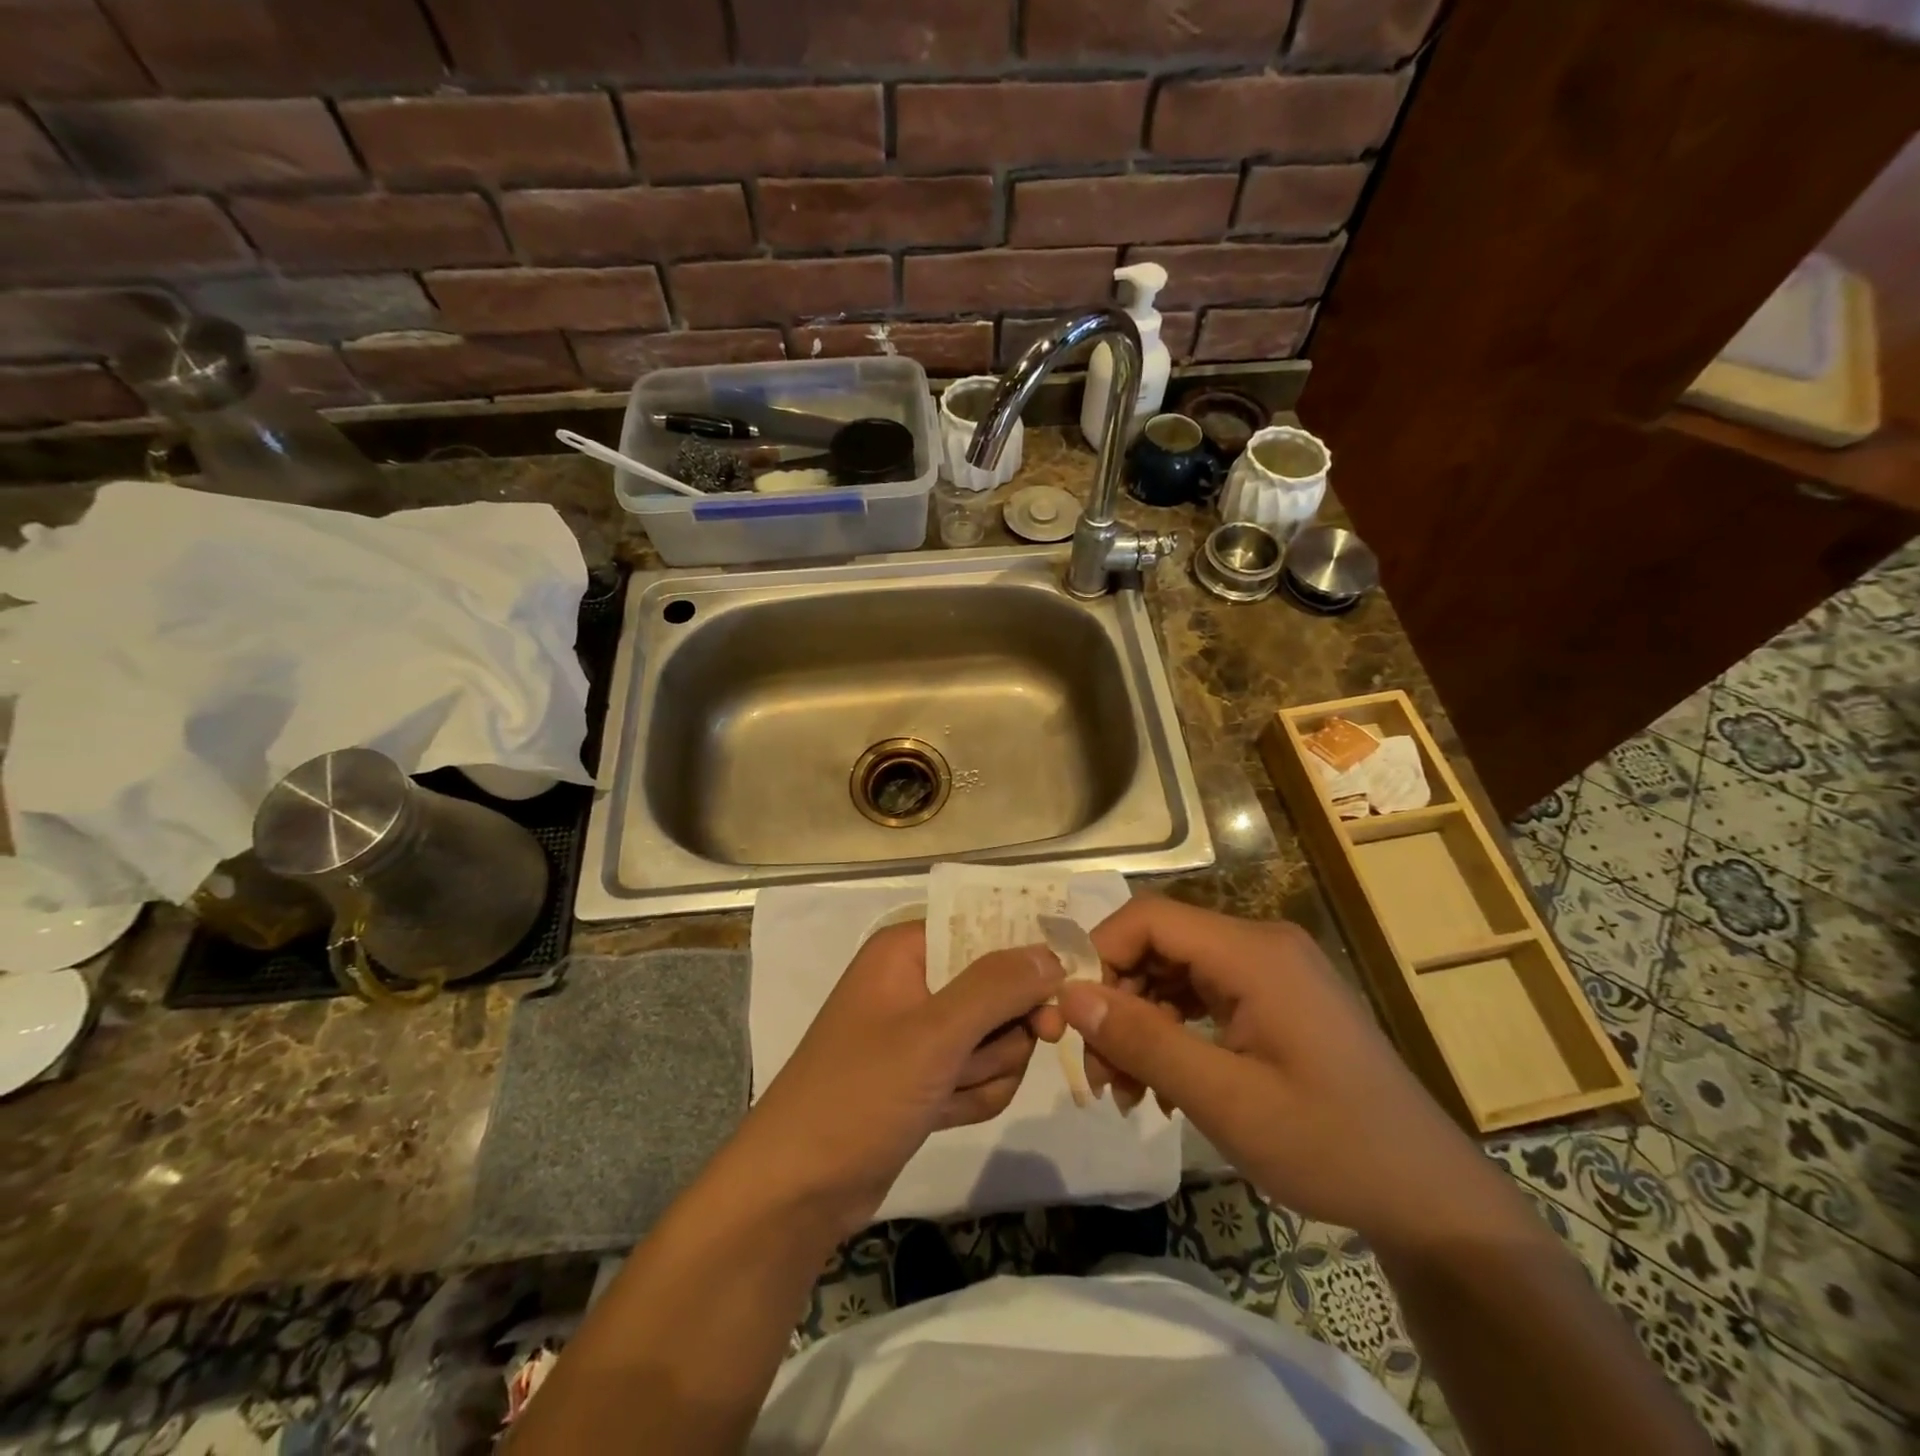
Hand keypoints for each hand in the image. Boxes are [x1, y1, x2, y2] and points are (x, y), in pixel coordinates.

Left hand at [735, 921, 1064, 1239]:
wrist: (798, 1190)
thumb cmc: (859, 1094)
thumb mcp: (933, 1035)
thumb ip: (997, 987)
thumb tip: (1052, 953)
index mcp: (907, 949)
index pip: (986, 928)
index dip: (1024, 959)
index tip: (1056, 994)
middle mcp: (917, 980)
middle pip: (1000, 986)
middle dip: (1002, 1033)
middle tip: (982, 1058)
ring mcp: (923, 1031)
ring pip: (998, 1036)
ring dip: (986, 1071)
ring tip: (945, 1093)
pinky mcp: (928, 1076)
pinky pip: (981, 1072)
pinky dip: (973, 1096)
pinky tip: (943, 1114)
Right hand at [1059, 896, 1514, 1252]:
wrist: (1428, 1196)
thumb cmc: (1329, 1146)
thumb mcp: (1225, 1100)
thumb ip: (1144, 1041)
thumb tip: (1070, 997)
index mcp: (1253, 953)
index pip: (1149, 918)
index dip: (1101, 955)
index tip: (1077, 1018)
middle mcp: (1260, 944)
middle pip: (1159, 944)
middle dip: (1118, 1000)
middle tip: (1102, 1072)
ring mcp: (1271, 970)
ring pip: (1175, 971)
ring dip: (1141, 1022)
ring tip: (1128, 1089)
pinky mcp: (1275, 998)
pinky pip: (1203, 994)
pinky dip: (1173, 1030)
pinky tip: (1163, 1083)